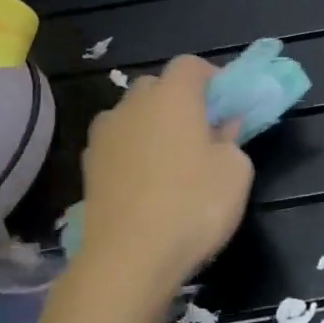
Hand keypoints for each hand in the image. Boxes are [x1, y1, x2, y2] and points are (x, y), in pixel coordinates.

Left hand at [77, 55, 254, 294]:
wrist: (129, 258)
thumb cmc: (193, 206)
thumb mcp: (235, 172)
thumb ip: (232, 140)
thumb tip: (223, 128)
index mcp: (172, 96)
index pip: (190, 64)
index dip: (212, 78)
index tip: (227, 104)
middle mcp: (132, 104)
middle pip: (158, 86)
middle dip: (181, 101)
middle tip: (203, 132)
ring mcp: (104, 135)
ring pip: (133, 115)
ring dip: (153, 126)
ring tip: (172, 161)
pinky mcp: (88, 165)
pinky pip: (118, 144)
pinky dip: (133, 152)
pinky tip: (147, 183)